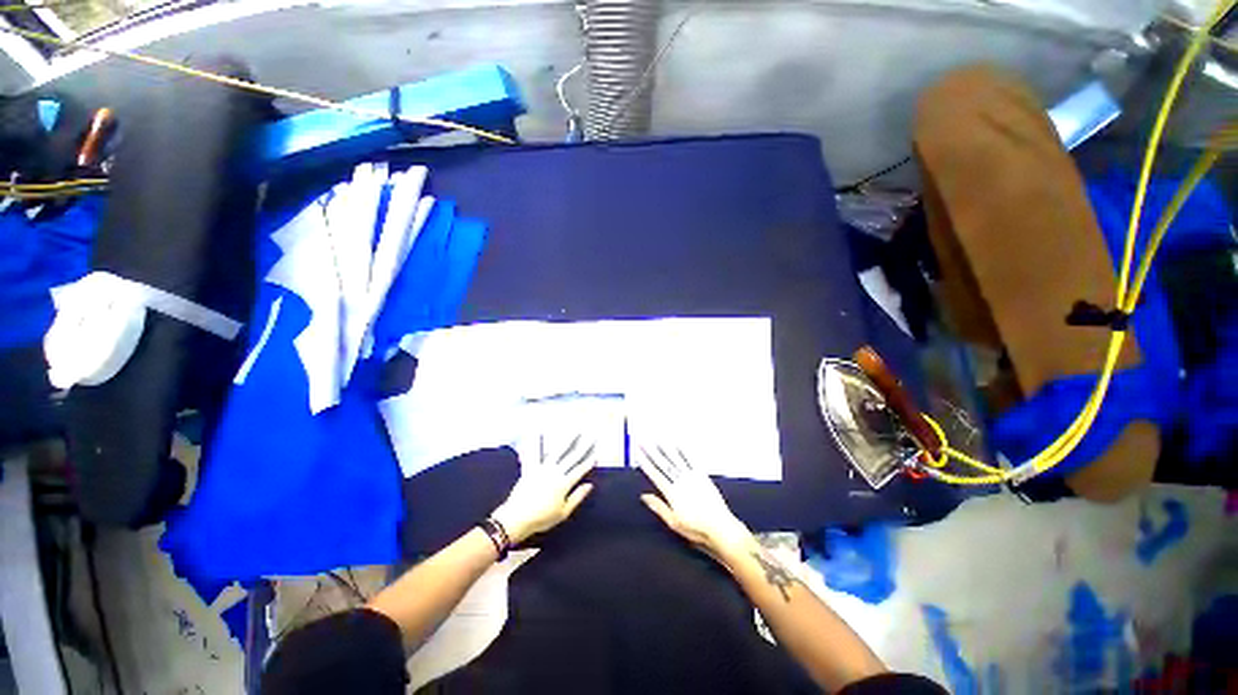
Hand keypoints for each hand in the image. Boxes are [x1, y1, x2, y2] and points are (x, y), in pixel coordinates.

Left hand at [492, 434, 596, 543]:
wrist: (517, 518)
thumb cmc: (542, 518)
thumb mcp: (563, 512)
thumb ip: (577, 497)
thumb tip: (590, 485)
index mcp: (564, 483)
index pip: (580, 470)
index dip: (589, 462)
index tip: (596, 452)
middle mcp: (555, 472)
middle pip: (572, 458)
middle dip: (583, 447)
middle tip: (591, 437)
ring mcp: (543, 468)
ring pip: (558, 452)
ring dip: (567, 441)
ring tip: (574, 431)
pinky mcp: (530, 468)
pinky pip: (534, 454)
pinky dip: (536, 443)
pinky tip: (538, 432)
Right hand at [637, 445, 752, 555]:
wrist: (720, 527)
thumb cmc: (695, 529)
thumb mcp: (673, 523)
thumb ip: (659, 507)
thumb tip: (644, 495)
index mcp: (671, 493)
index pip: (655, 474)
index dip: (645, 463)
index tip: (638, 453)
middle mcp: (680, 481)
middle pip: (663, 464)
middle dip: (651, 451)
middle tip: (643, 441)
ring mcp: (691, 476)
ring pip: (675, 459)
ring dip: (665, 447)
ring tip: (657, 438)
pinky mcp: (702, 475)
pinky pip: (691, 460)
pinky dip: (684, 450)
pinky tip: (678, 443)